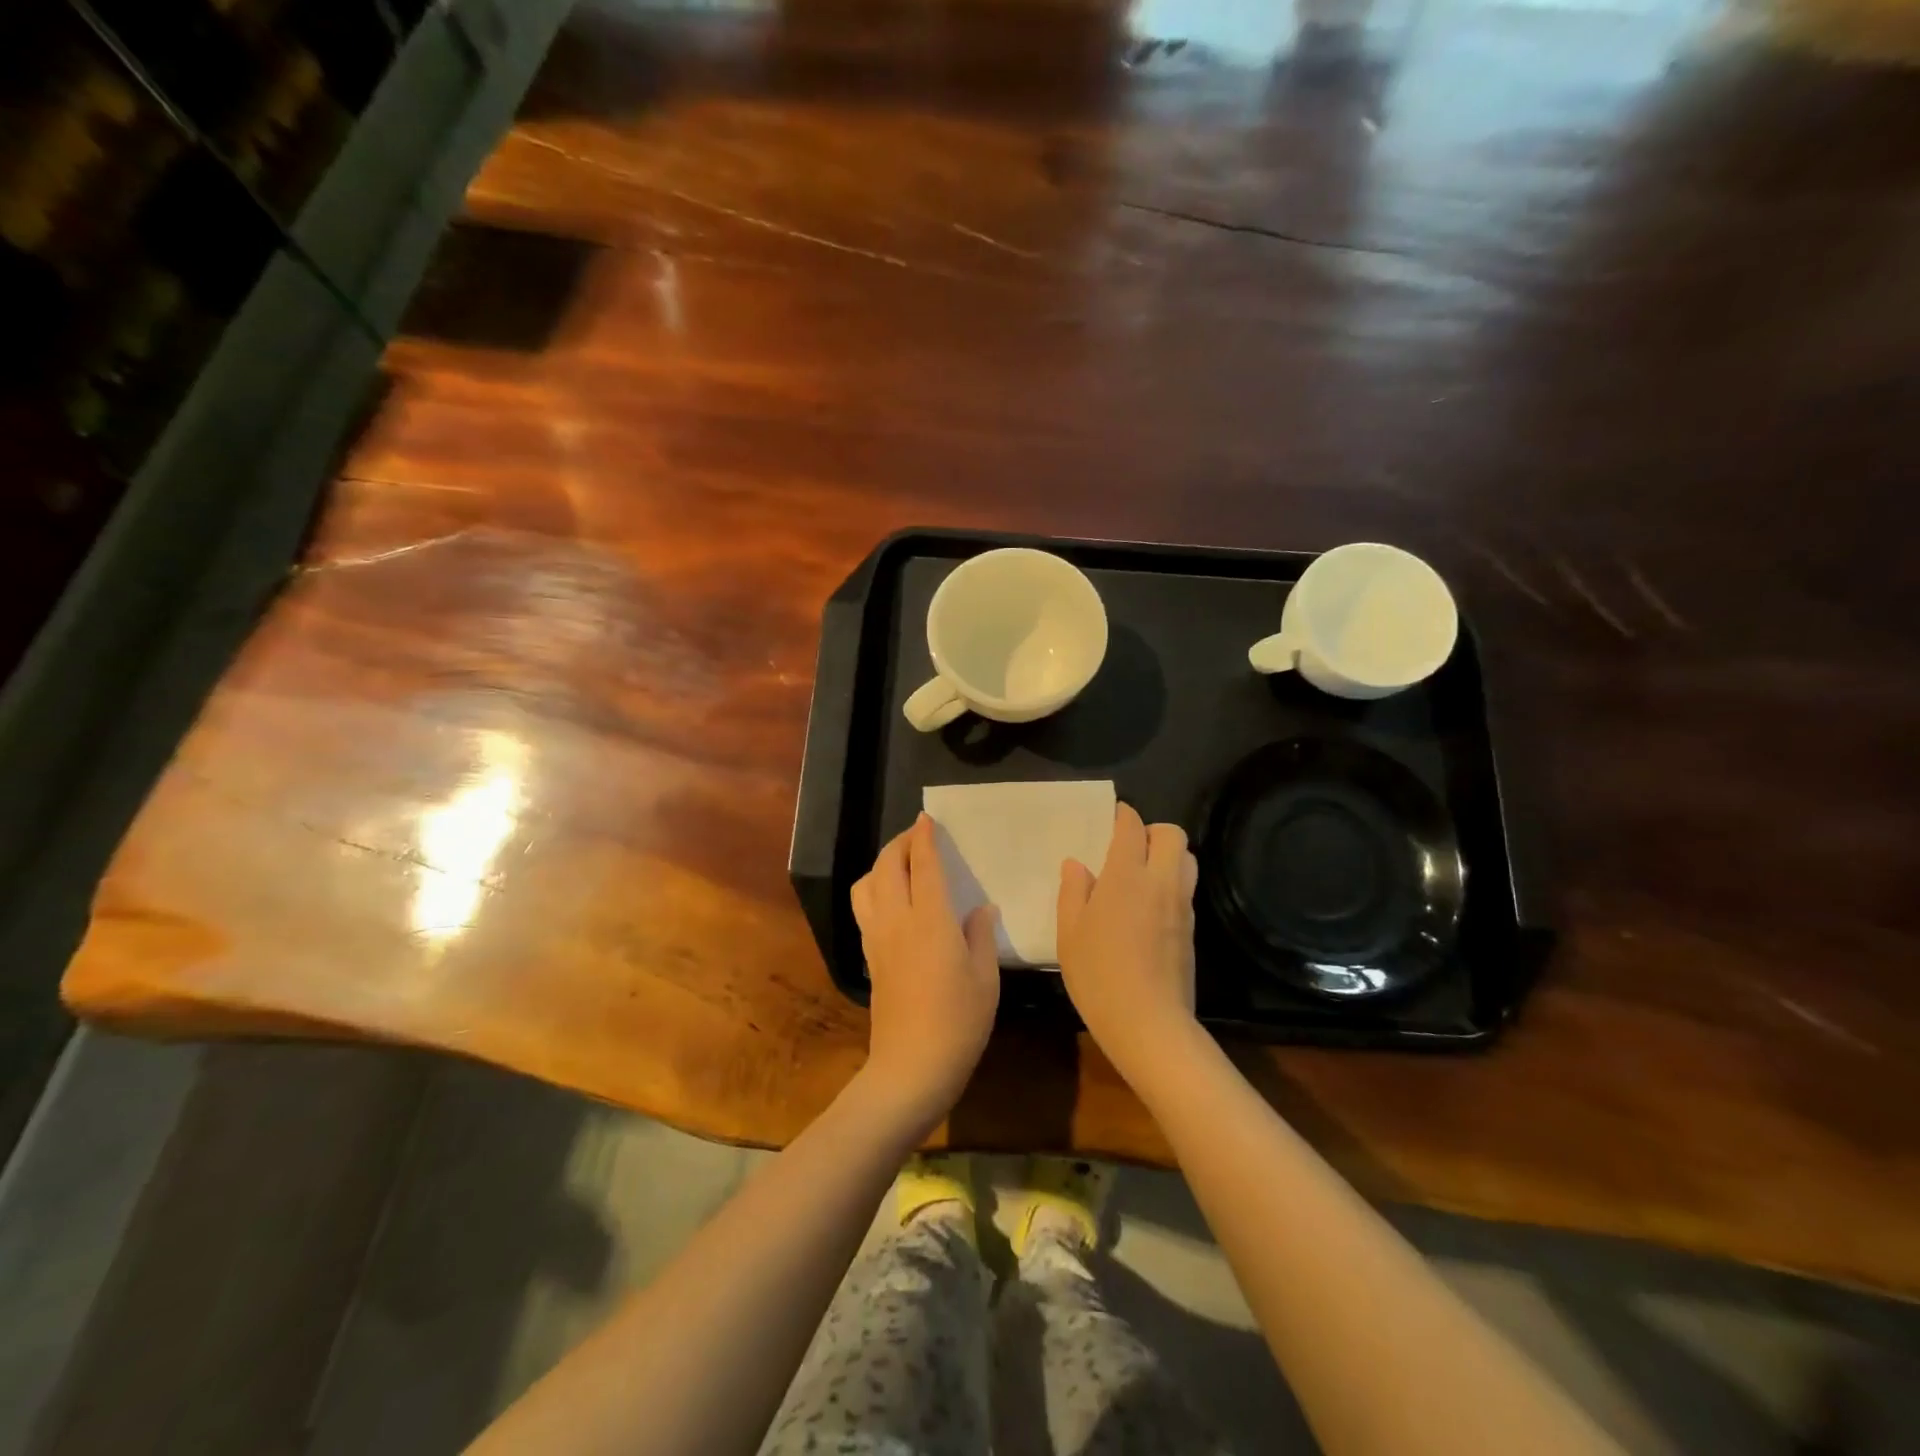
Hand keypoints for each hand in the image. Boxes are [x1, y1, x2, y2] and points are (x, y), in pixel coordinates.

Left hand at [851, 814, 1000, 1127]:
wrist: (911, 1067)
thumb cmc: (959, 1022)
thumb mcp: (986, 978)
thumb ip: (981, 936)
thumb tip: (980, 909)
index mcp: (931, 920)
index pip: (924, 865)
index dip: (924, 838)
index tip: (927, 819)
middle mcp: (897, 920)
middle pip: (887, 866)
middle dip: (899, 843)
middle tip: (916, 835)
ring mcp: (877, 938)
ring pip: (866, 884)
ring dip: (881, 864)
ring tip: (900, 863)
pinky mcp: (869, 957)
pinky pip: (864, 908)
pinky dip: (874, 889)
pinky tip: (891, 899)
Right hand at [1056, 803, 1199, 1077]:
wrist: (1149, 1023)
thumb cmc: (1098, 975)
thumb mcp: (1070, 934)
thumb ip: (1073, 892)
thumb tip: (1076, 864)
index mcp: (1125, 876)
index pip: (1132, 828)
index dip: (1123, 816)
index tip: (1114, 816)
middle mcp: (1160, 882)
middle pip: (1172, 834)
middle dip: (1153, 831)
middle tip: (1130, 848)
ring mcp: (1181, 905)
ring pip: (1187, 859)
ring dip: (1168, 856)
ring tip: (1142, 875)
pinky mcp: (1192, 928)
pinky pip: (1186, 888)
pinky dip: (1172, 883)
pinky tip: (1150, 907)